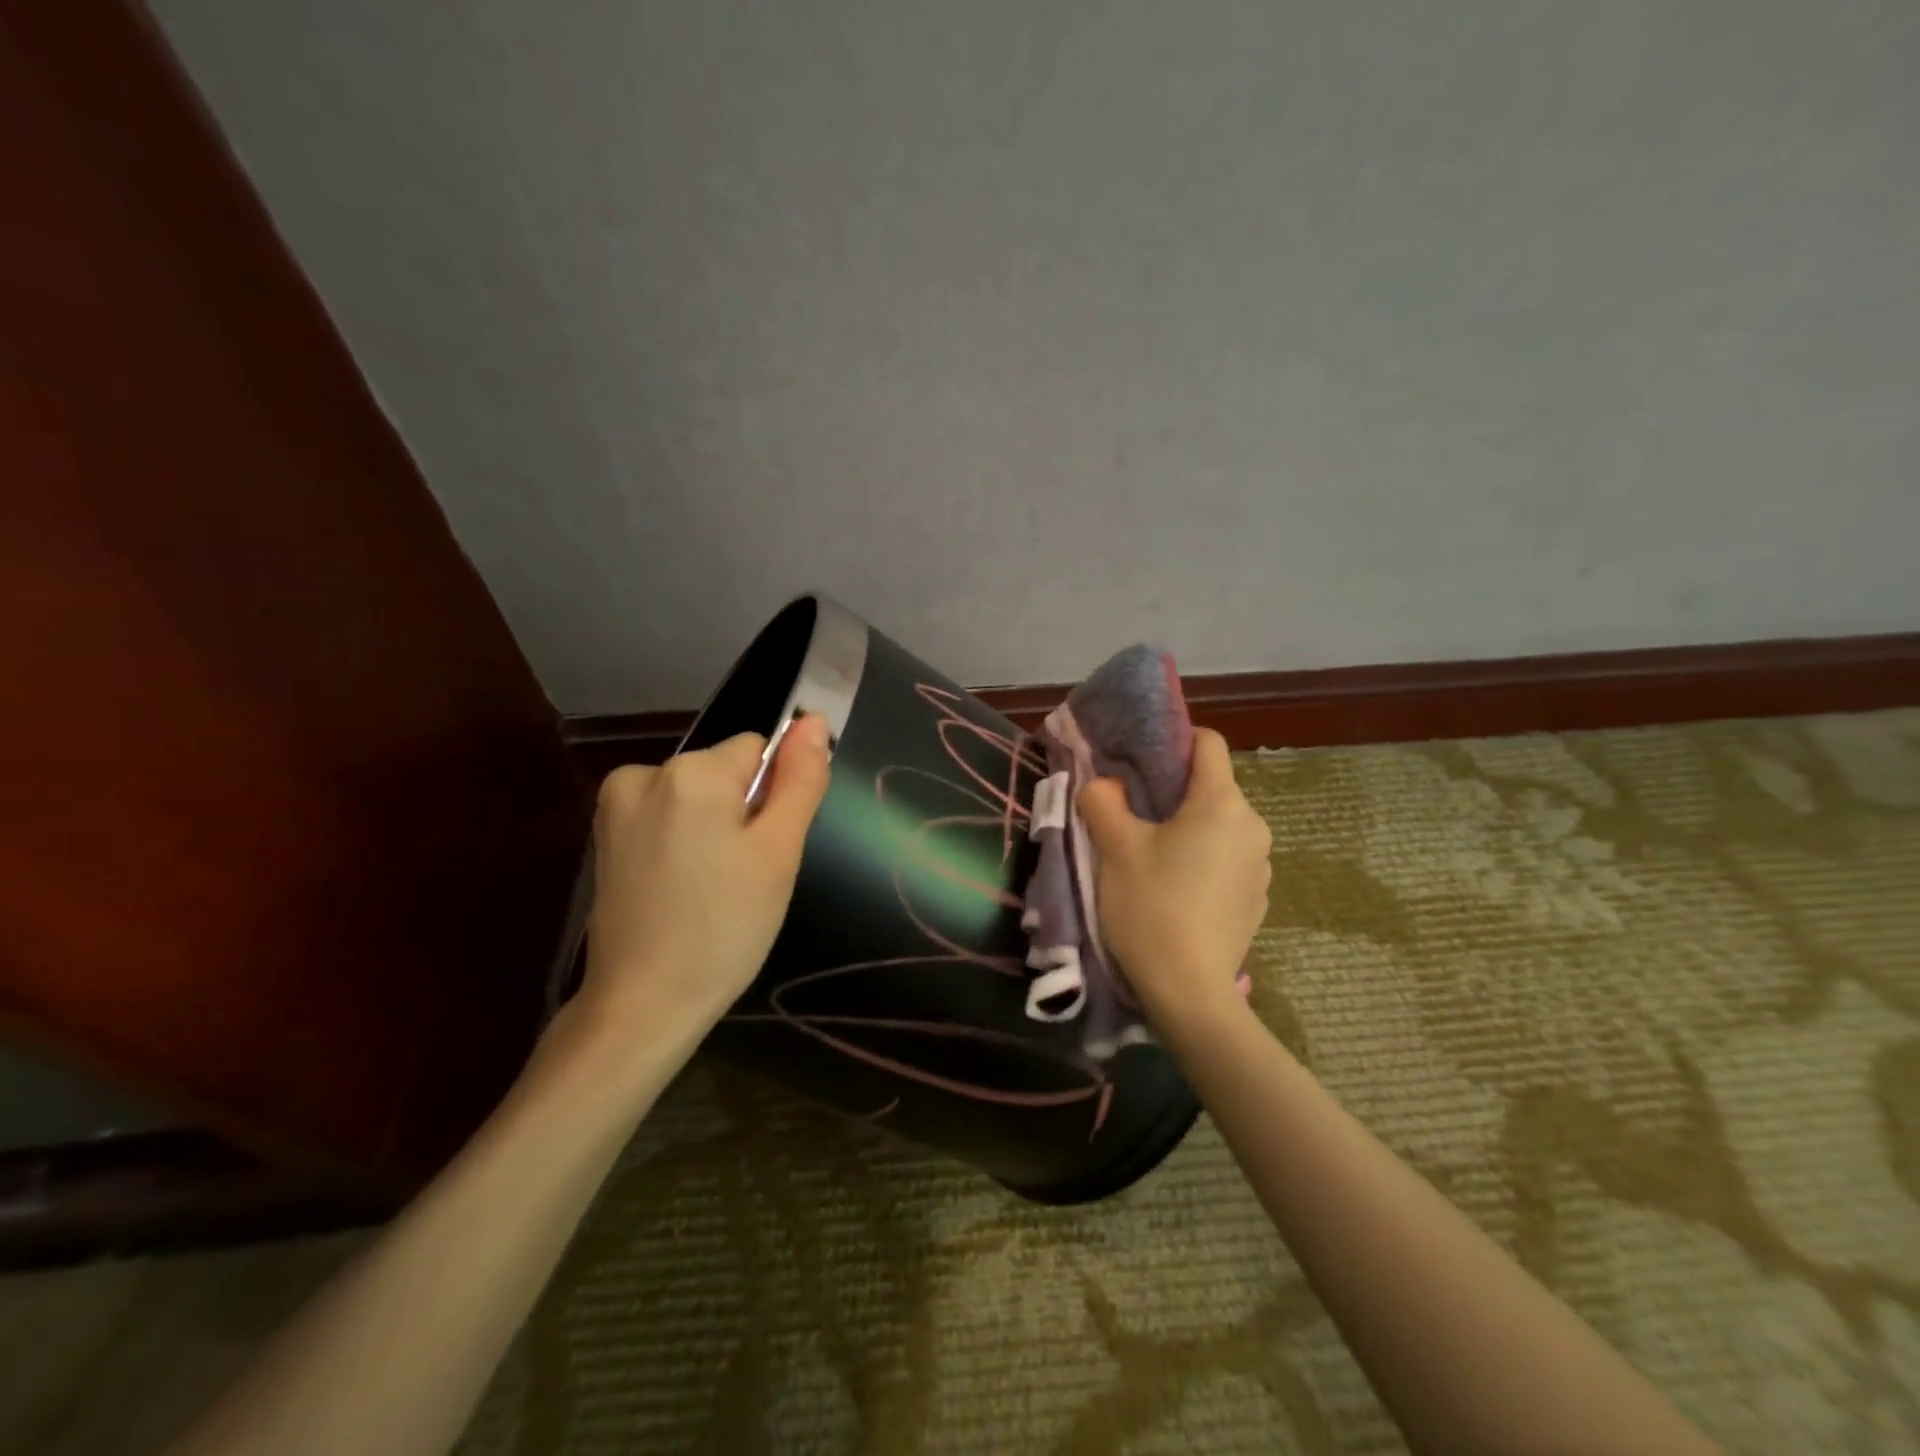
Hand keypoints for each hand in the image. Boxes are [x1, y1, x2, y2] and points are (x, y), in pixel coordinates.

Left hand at [581, 716, 831, 1034]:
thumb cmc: (725, 928)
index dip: (773, 798)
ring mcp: (616, 804)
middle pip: (724, 772)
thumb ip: (800, 780)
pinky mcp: (604, 834)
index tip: (764, 850)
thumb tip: (813, 720)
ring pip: (696, 795)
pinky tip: (682, 888)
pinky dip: (682, 841)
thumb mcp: (778, 852)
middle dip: (742, 813)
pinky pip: (666, 815)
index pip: (759, 751)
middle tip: (742, 876)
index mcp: (692, 772)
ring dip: (713, 828)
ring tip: (711, 888)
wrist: (642, 1005)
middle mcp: (645, 772)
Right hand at [1078, 728, 1270, 1036]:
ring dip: (1188, 829)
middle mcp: (1253, 826)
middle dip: (1173, 793)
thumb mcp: (1114, 848)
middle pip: (1212, 787)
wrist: (1188, 992)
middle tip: (1133, 816)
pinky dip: (1203, 861)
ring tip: (1152, 858)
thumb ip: (1103, 800)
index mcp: (1222, 803)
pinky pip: (1227, 860)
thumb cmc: (1151, 907)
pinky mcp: (1257, 899)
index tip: (1140, 764)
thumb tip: (1105, 784)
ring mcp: (1260, 866)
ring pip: (1219, 826)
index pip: (1209, 743)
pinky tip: (1176, 892)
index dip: (1173, 742)